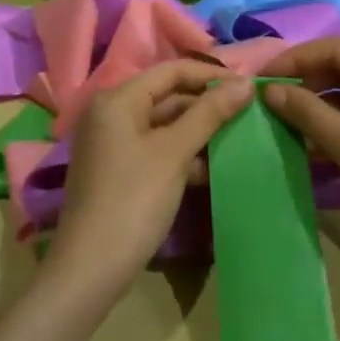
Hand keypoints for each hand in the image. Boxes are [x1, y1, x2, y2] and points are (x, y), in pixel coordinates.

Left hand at [47, 61, 253, 300]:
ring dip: (198, 130)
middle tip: (248, 113)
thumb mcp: (174, 153)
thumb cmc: (133, 200)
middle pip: (167, 95)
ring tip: (238, 138)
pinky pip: (156, 147)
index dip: (211, 75)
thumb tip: (245, 83)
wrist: (91, 269)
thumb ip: (210, 113)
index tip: (248, 86)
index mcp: (117, 99)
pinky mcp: (119, 169)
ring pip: (164, 124)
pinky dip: (183, 153)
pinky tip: (211, 167)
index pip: (171, 71)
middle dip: (207, 104)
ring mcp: (113, 143)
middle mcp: (110, 113)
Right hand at [264, 39, 339, 284]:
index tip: (264, 77)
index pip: (337, 50)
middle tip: (270, 103)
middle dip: (305, 83)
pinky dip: (332, 130)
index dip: (298, 57)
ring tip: (281, 125)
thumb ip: (310, 114)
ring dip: (316, 109)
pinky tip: (307, 148)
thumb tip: (271, 89)